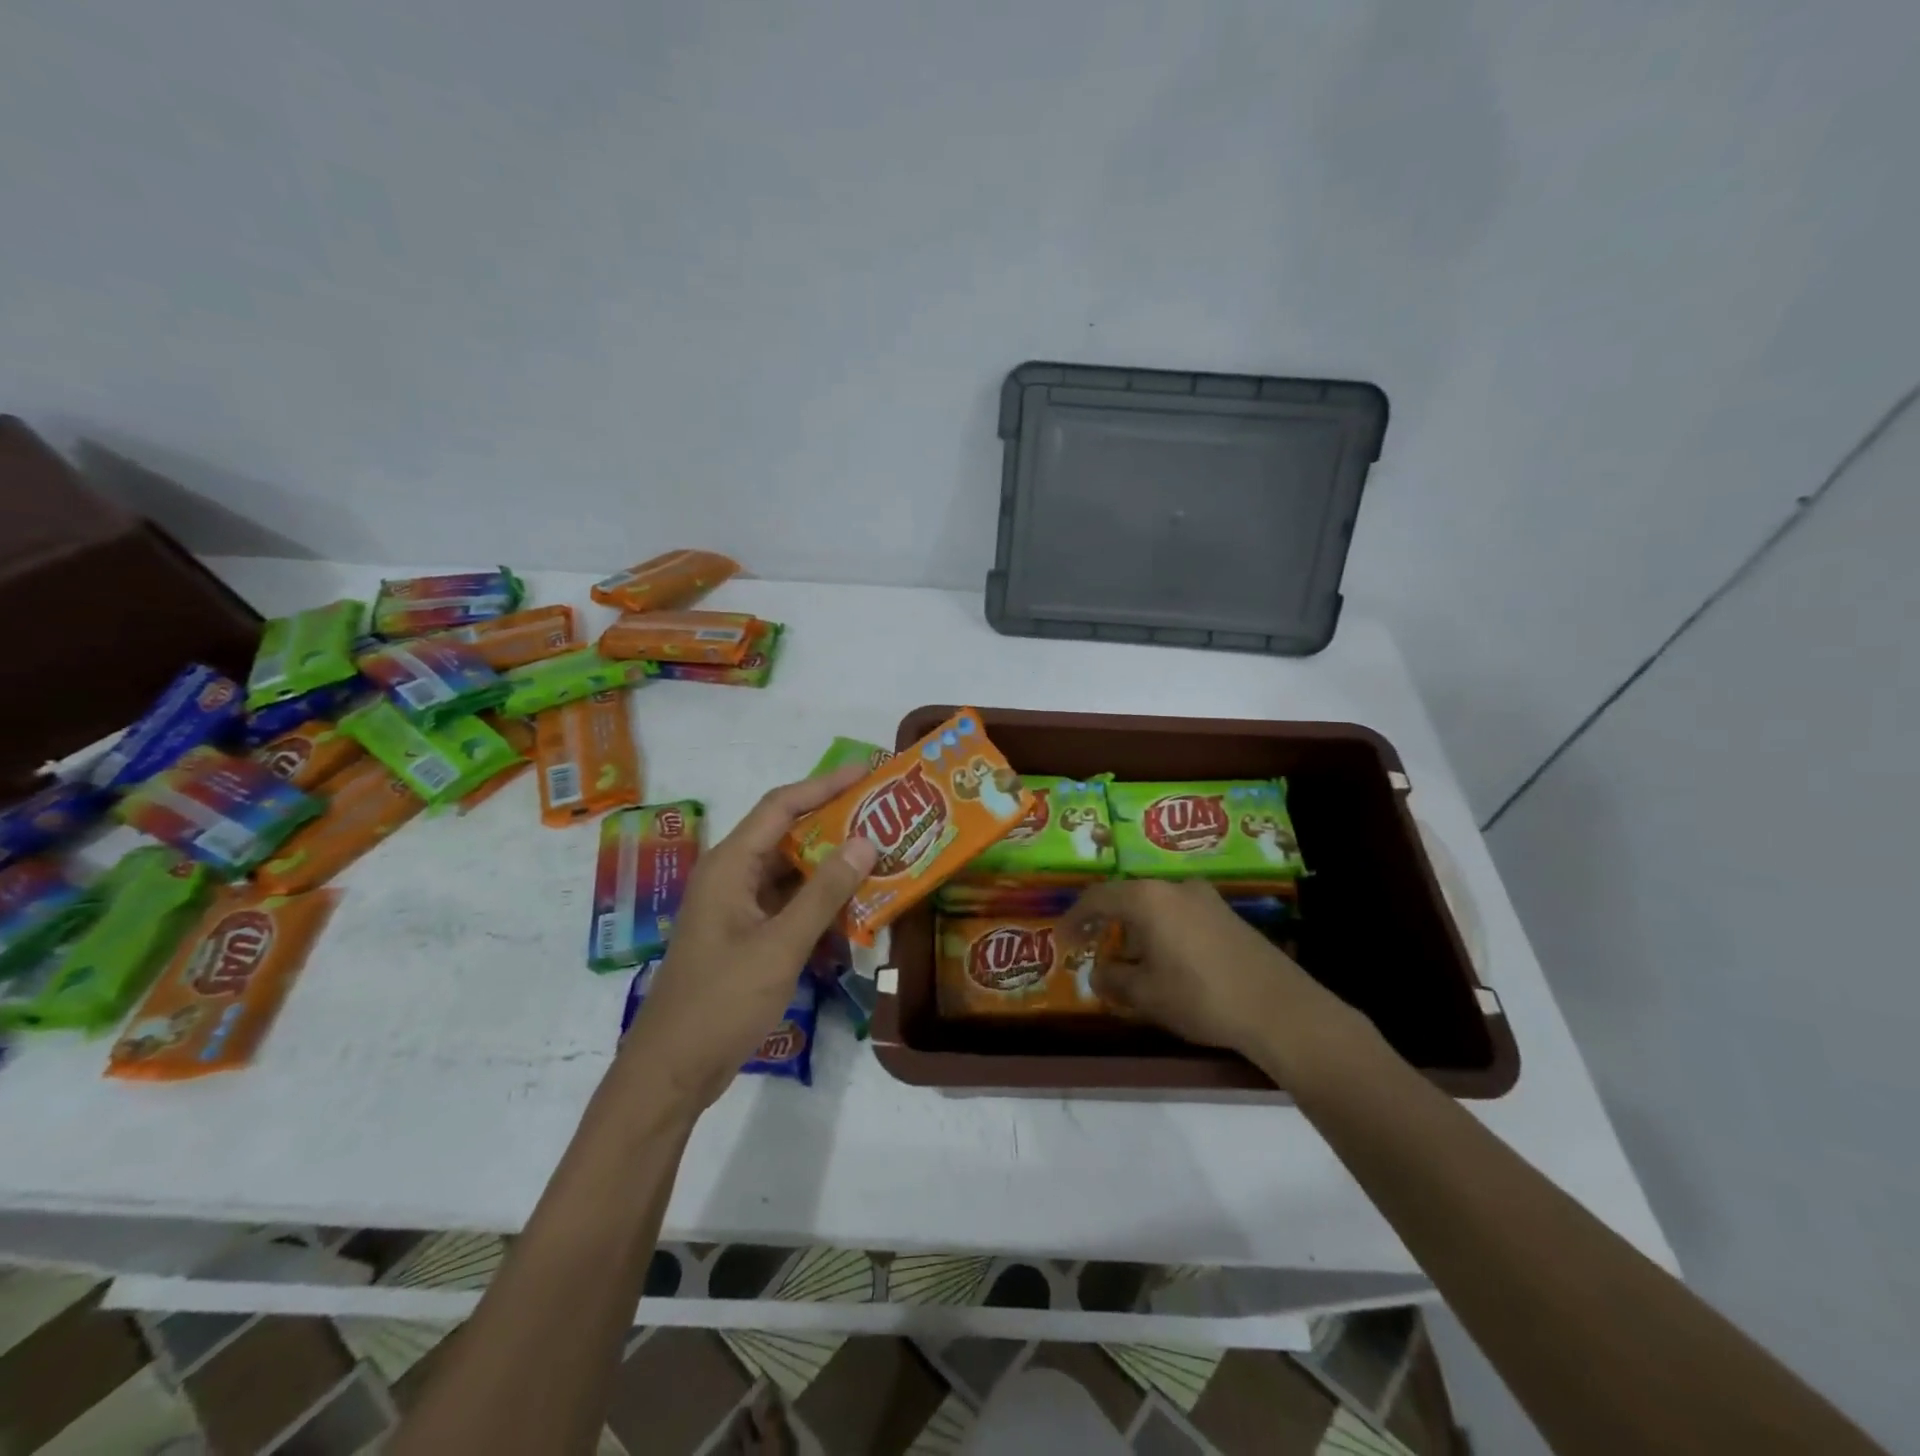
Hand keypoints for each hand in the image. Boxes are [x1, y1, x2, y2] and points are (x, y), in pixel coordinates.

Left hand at [623, 764, 877, 1107]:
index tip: (868, 773)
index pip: (782, 806)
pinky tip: (855, 917)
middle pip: (789, 836)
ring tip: (881, 862)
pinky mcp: (746, 936)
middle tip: (885, 818)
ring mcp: (738, 908)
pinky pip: (789, 907)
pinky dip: (820, 907)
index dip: (825, 785)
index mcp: (730, 865)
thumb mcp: (780, 945)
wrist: (672, 1071)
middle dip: (836, 827)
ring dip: (832, 870)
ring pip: (793, 874)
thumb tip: (866, 842)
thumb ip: (825, 893)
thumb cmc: (721, 1001)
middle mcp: (732, 876)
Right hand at [1062, 879, 1360, 1081]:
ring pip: (1157, 907)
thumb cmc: (1201, 997)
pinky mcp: (1227, 915)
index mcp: (1148, 899)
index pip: (1098, 898)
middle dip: (1108, 925)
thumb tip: (1098, 972)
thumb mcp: (1147, 994)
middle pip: (1129, 899)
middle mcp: (1175, 887)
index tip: (1061, 939)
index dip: (1074, 918)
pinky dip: (1163, 932)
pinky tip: (1167, 962)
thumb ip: (1114, 979)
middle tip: (1094, 949)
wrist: (1279, 1008)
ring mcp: (1205, 898)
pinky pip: (1180, 915)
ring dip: (1137, 930)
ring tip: (1131, 962)